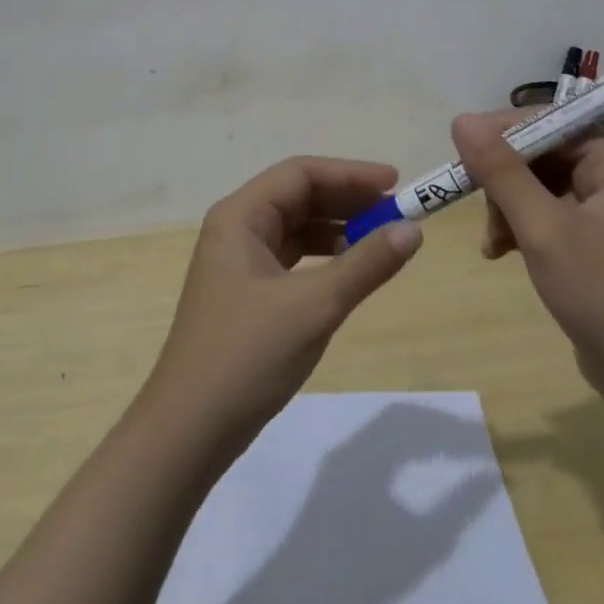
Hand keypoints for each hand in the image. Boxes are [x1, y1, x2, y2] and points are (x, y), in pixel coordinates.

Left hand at [141, 156, 423, 455]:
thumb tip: (413, 230)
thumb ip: (366, 264)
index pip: (300, 173)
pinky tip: (348, 270)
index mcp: (240, 216)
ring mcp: (237, 262)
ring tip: (380, 239)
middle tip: (394, 212)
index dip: (350, 174)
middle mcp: (235, 228)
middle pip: (297, 196)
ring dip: (336, 228)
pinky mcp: (244, 292)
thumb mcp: (315, 306)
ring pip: (295, 227)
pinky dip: (321, 257)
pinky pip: (290, 257)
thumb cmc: (248, 355)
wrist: (189, 430)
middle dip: (346, 200)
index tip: (395, 184)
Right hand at [453, 112, 603, 405]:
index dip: (502, 133)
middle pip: (541, 153)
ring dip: (507, 207)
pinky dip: (521, 227)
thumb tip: (461, 120)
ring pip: (538, 185)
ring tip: (493, 242)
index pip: (550, 122)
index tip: (460, 155)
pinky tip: (501, 252)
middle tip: (476, 207)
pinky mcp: (595, 240)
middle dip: (504, 180)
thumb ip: (501, 172)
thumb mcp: (543, 229)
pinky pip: (547, 213)